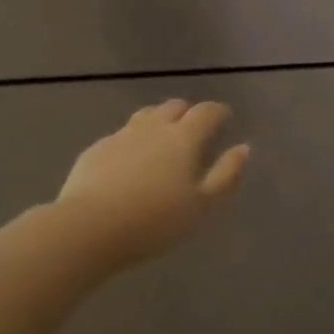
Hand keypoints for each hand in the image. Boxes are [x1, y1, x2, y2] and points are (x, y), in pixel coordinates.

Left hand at [56, 99, 249, 269]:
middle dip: (188, 112)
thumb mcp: (202, 205)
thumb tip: (243, 148)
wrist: (90, 226)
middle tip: (195, 127)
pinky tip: (130, 159)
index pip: (206, 112)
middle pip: (173, 107)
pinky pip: (121, 135)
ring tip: (163, 136)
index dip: (218, 111)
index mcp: (183, 138)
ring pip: (145, 116)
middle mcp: (153, 127)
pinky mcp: (96, 149)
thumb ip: (226, 175)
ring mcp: (121, 135)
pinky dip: (133, 140)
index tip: (225, 116)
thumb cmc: (155, 220)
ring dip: (159, 120)